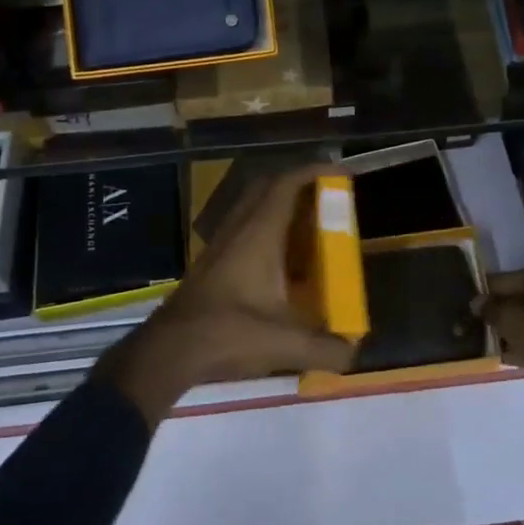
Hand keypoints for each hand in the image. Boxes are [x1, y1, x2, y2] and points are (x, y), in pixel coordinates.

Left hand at [96, 163, 355, 425]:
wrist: (170, 349)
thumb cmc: (229, 333)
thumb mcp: (284, 343)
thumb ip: (324, 349)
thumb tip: (353, 353)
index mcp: (259, 234)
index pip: (286, 185)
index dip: (313, 171)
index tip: (339, 172)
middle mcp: (239, 228)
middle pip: (267, 187)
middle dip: (297, 182)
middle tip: (324, 195)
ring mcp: (221, 243)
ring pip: (251, 206)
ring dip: (278, 204)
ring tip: (306, 222)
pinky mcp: (211, 260)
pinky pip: (243, 226)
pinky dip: (264, 226)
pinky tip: (278, 256)